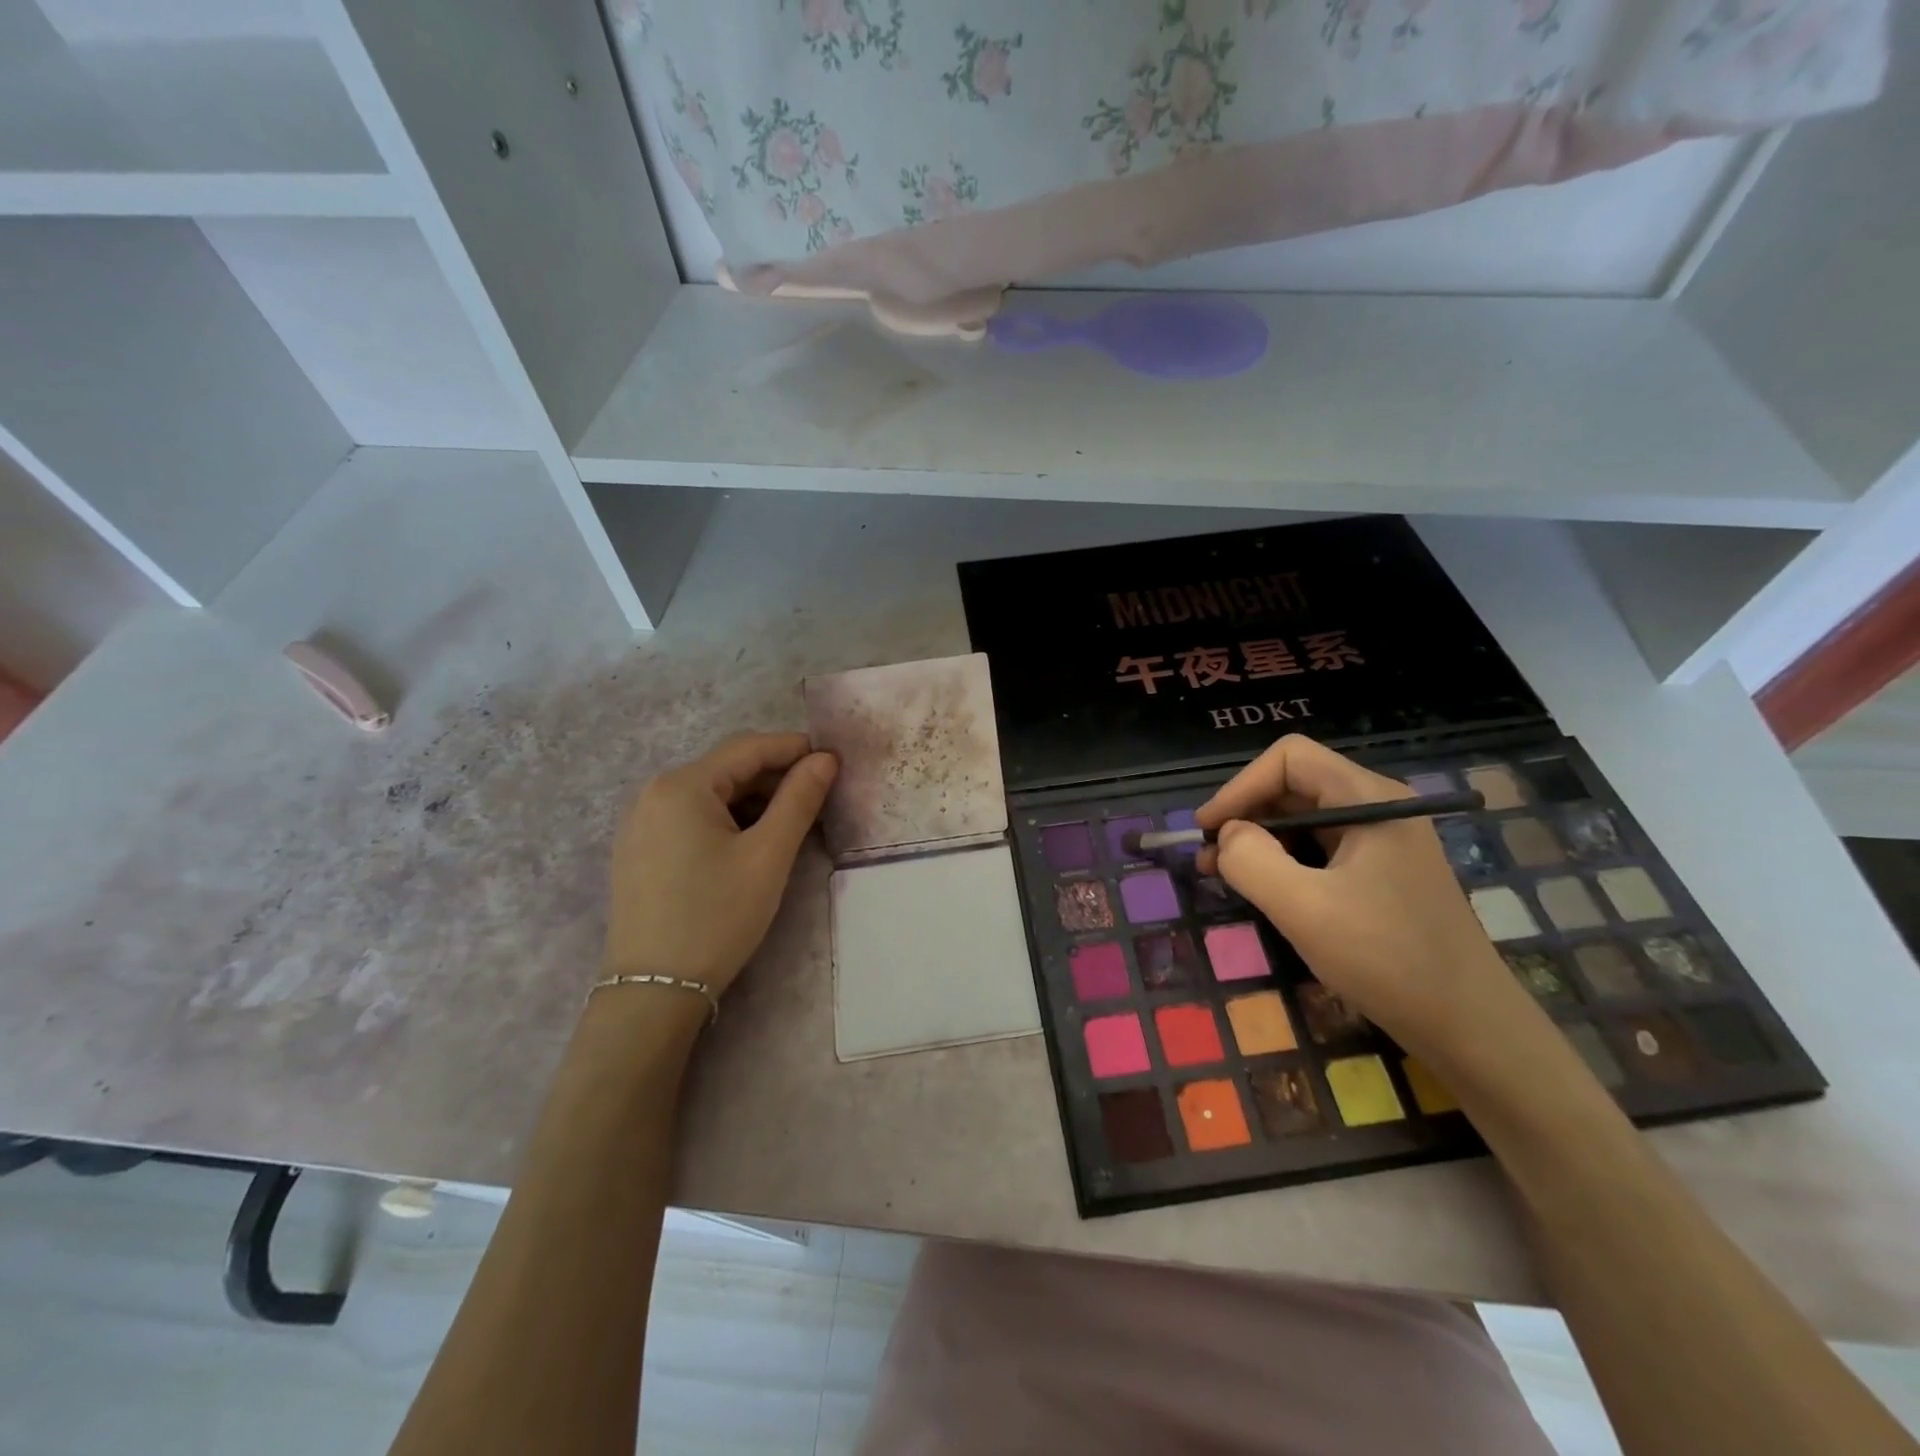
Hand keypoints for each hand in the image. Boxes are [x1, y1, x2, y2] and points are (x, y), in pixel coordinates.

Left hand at [602, 732, 837, 996]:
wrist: (654, 991)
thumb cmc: (717, 916)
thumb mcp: (768, 856)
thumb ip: (799, 799)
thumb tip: (825, 759)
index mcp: (681, 785)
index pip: (748, 747)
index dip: (794, 748)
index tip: (833, 760)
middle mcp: (653, 793)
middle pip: (727, 768)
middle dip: (775, 776)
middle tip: (819, 796)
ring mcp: (641, 822)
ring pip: (710, 794)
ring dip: (753, 800)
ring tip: (792, 822)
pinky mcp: (639, 850)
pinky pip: (691, 817)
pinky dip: (728, 819)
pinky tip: (752, 842)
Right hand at [1195, 735, 1553, 1075]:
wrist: (1470, 1027)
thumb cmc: (1387, 959)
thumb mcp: (1305, 909)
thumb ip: (1251, 860)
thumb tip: (1226, 836)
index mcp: (1369, 799)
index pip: (1289, 759)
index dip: (1240, 786)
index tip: (1208, 830)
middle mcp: (1378, 808)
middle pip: (1294, 784)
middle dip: (1245, 814)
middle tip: (1208, 857)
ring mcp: (1382, 841)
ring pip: (1302, 818)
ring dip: (1258, 839)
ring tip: (1222, 873)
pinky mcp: (1380, 873)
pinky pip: (1318, 849)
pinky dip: (1282, 861)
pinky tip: (1263, 890)